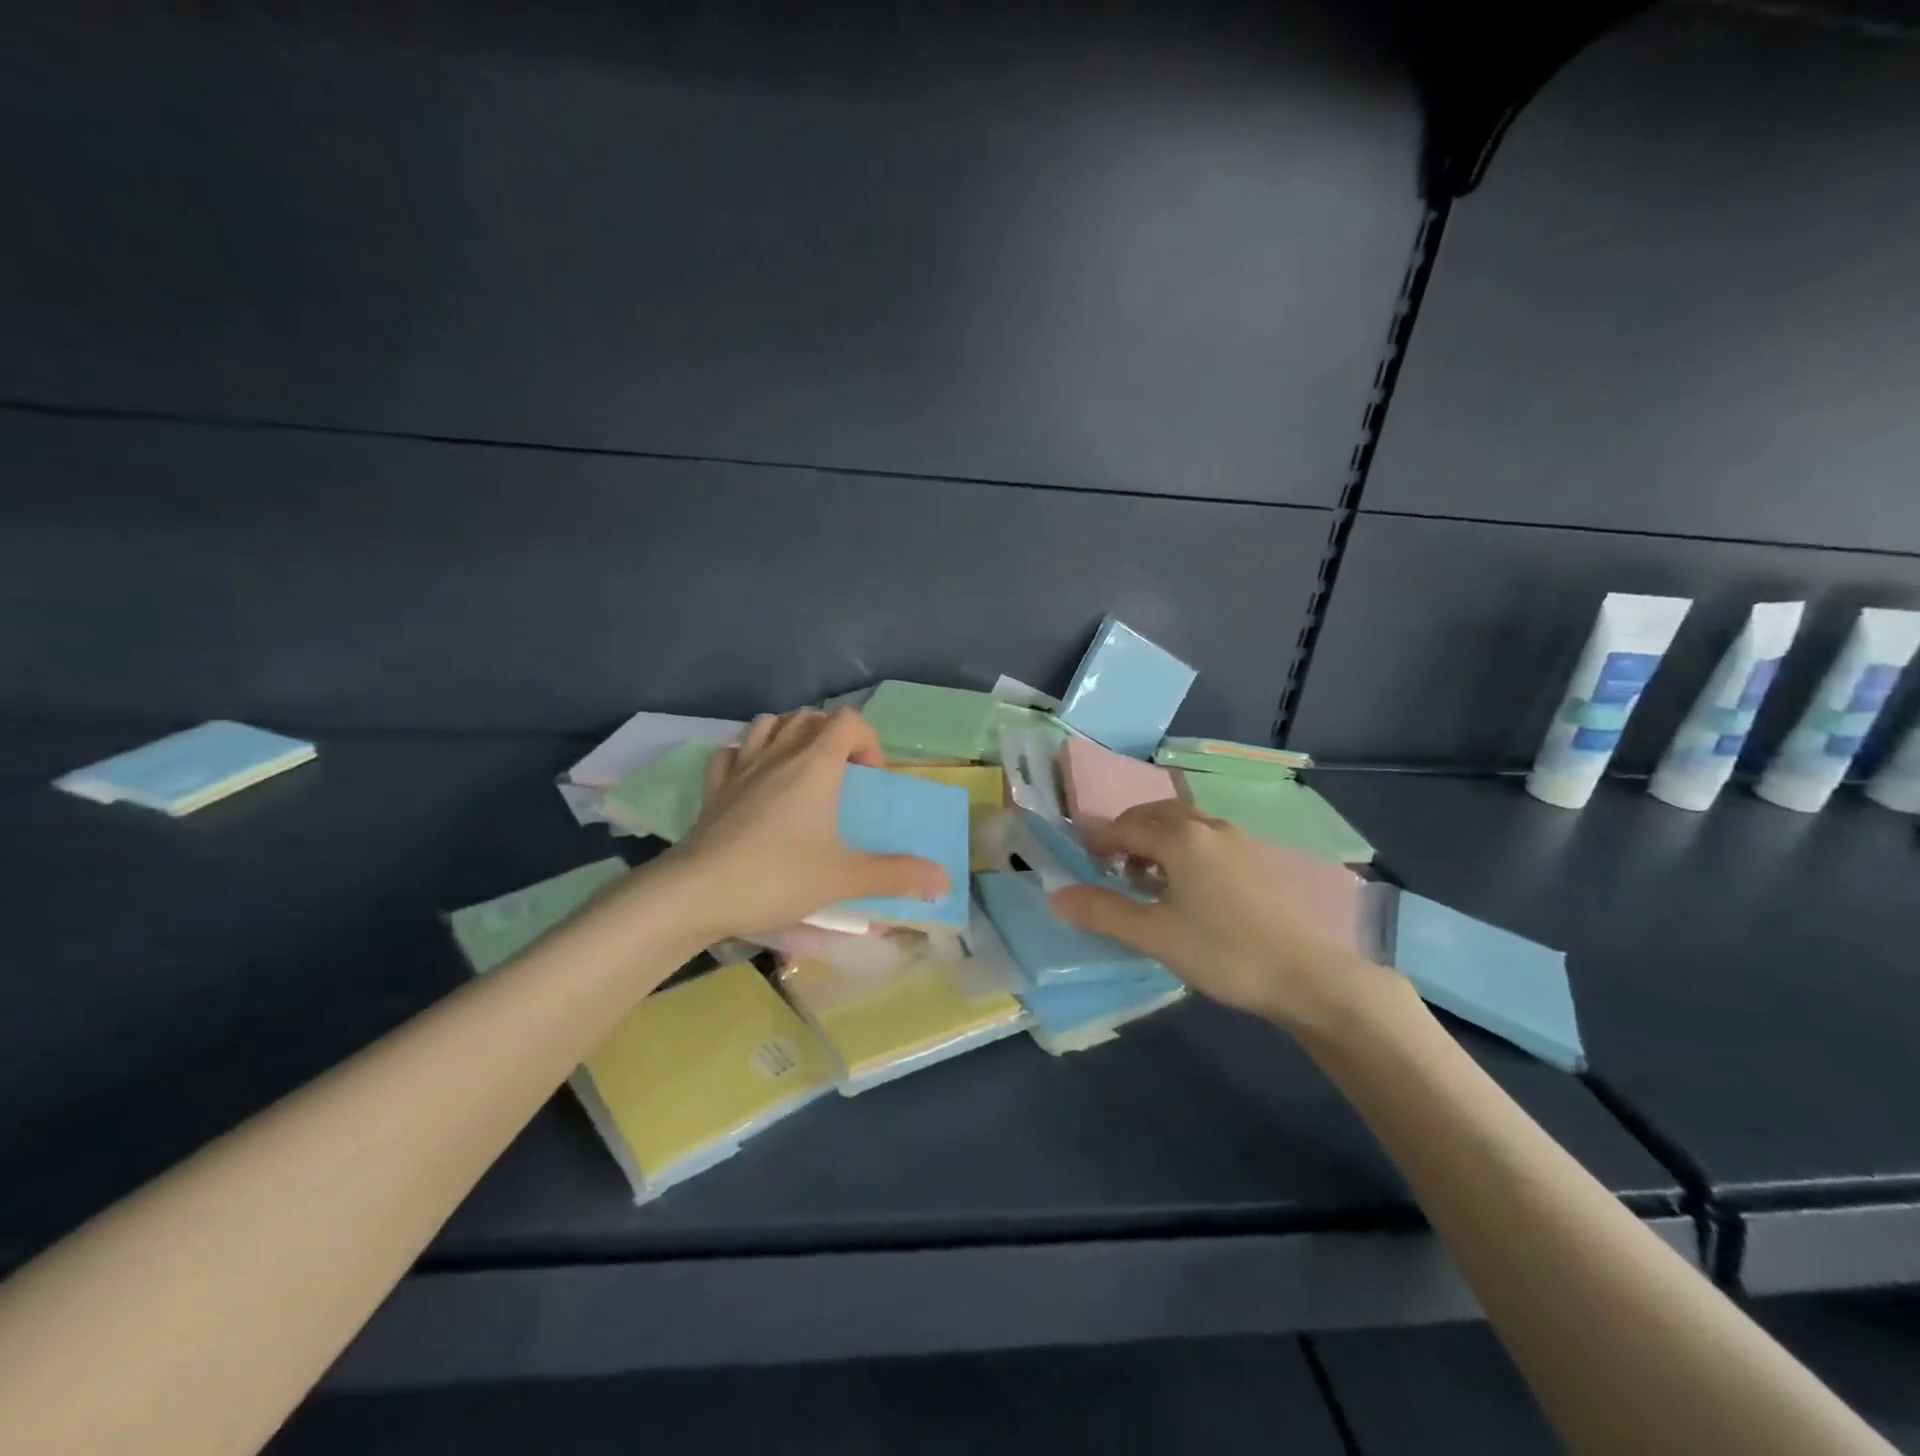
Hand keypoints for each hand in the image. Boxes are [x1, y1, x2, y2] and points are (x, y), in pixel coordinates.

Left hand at [663, 708, 949, 939]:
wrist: (696, 893)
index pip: (848, 721)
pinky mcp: (712, 788)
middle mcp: (778, 755)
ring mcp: (740, 768)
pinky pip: (730, 752)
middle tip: (841, 778)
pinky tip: (753, 781)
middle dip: (833, 737)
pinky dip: (746, 755)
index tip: (868, 782)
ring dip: (790, 736)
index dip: (867, 743)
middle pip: (810, 717)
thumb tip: (944, 880)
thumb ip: (897, 875)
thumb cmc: (777, 876)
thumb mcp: (844, 878)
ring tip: (801, 772)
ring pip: (768, 725)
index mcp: (815, 765)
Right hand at [1048, 800, 1371, 1030]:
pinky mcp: (1253, 860)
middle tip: (1107, 863)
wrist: (1305, 975)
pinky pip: (1203, 837)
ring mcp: (1235, 841)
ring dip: (1154, 839)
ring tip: (1141, 875)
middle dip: (1126, 833)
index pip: (1125, 826)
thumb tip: (1056, 895)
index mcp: (1180, 837)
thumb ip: (1102, 912)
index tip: (1080, 858)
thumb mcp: (1153, 935)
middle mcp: (1207, 827)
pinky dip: (1180, 847)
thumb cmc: (1222, 951)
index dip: (1098, 840)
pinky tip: (1180, 885)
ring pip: (1182, 824)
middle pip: (1154, 814)